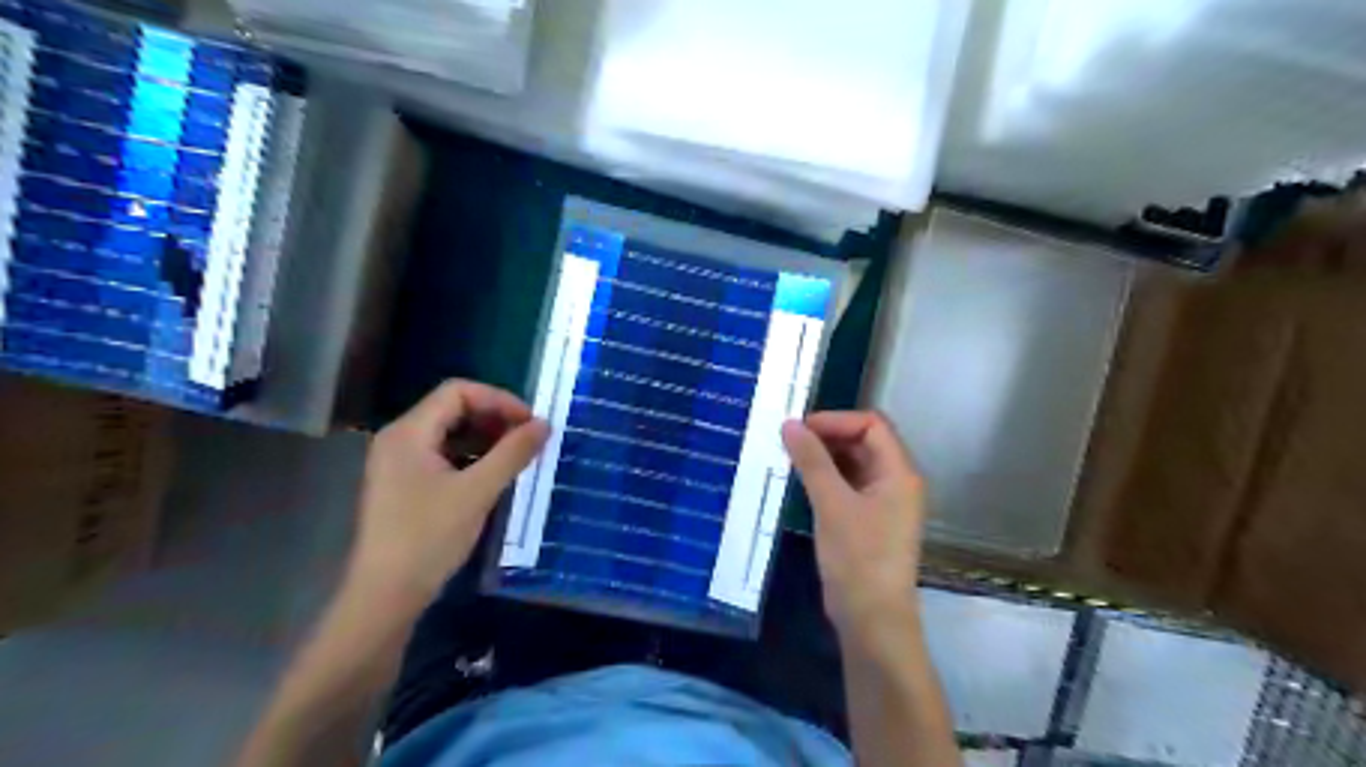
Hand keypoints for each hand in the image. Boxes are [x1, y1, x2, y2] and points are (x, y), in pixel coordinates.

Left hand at [349, 379, 548, 606]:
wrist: (386, 595)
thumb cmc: (429, 537)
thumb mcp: (478, 491)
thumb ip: (513, 453)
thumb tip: (545, 424)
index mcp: (409, 432)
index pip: (458, 392)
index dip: (499, 400)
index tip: (530, 422)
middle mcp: (400, 439)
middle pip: (453, 409)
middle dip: (495, 418)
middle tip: (528, 439)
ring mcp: (400, 463)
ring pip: (450, 433)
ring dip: (486, 438)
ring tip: (518, 457)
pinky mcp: (405, 485)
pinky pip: (444, 455)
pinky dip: (472, 457)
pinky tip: (495, 475)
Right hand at [780, 412, 926, 638]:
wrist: (872, 620)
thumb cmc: (858, 558)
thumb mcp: (832, 504)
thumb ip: (812, 461)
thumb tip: (790, 424)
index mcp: (899, 472)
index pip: (871, 424)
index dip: (836, 420)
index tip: (799, 428)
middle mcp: (897, 481)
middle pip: (864, 442)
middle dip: (828, 436)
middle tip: (789, 441)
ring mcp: (884, 503)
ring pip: (854, 464)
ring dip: (825, 457)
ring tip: (790, 458)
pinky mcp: (869, 521)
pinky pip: (849, 486)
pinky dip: (827, 478)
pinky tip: (801, 482)